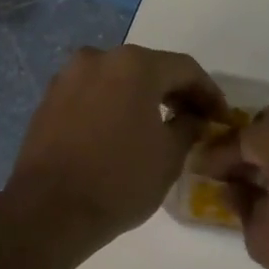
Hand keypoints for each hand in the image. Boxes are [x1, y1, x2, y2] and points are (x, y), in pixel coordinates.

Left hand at [5, 45, 226, 246]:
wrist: (48, 210)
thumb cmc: (120, 179)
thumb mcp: (170, 155)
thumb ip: (189, 126)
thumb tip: (192, 117)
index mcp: (134, 64)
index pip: (185, 68)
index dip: (208, 92)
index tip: (220, 116)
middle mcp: (99, 58)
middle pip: (149, 68)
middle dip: (174, 92)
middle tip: (193, 119)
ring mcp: (68, 76)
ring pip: (117, 79)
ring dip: (141, 97)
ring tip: (156, 126)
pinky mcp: (49, 99)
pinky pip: (92, 94)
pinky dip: (112, 106)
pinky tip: (121, 132)